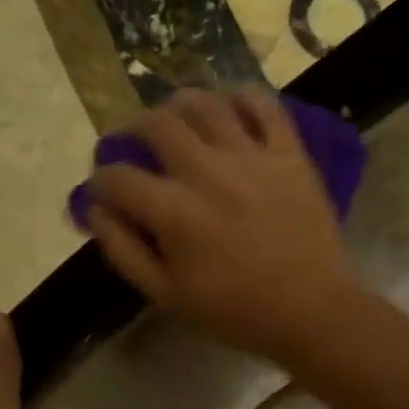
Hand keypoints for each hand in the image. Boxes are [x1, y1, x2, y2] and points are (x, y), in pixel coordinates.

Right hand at [87, 89, 360, 363]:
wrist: (312, 310)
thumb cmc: (238, 311)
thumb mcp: (168, 295)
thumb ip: (124, 251)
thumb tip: (96, 210)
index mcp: (174, 211)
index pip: (118, 177)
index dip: (101, 181)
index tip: (105, 189)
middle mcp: (208, 172)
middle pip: (156, 124)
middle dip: (133, 130)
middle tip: (137, 143)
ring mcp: (252, 157)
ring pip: (206, 104)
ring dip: (181, 103)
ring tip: (177, 116)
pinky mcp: (290, 154)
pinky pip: (265, 106)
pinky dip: (243, 97)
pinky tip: (231, 106)